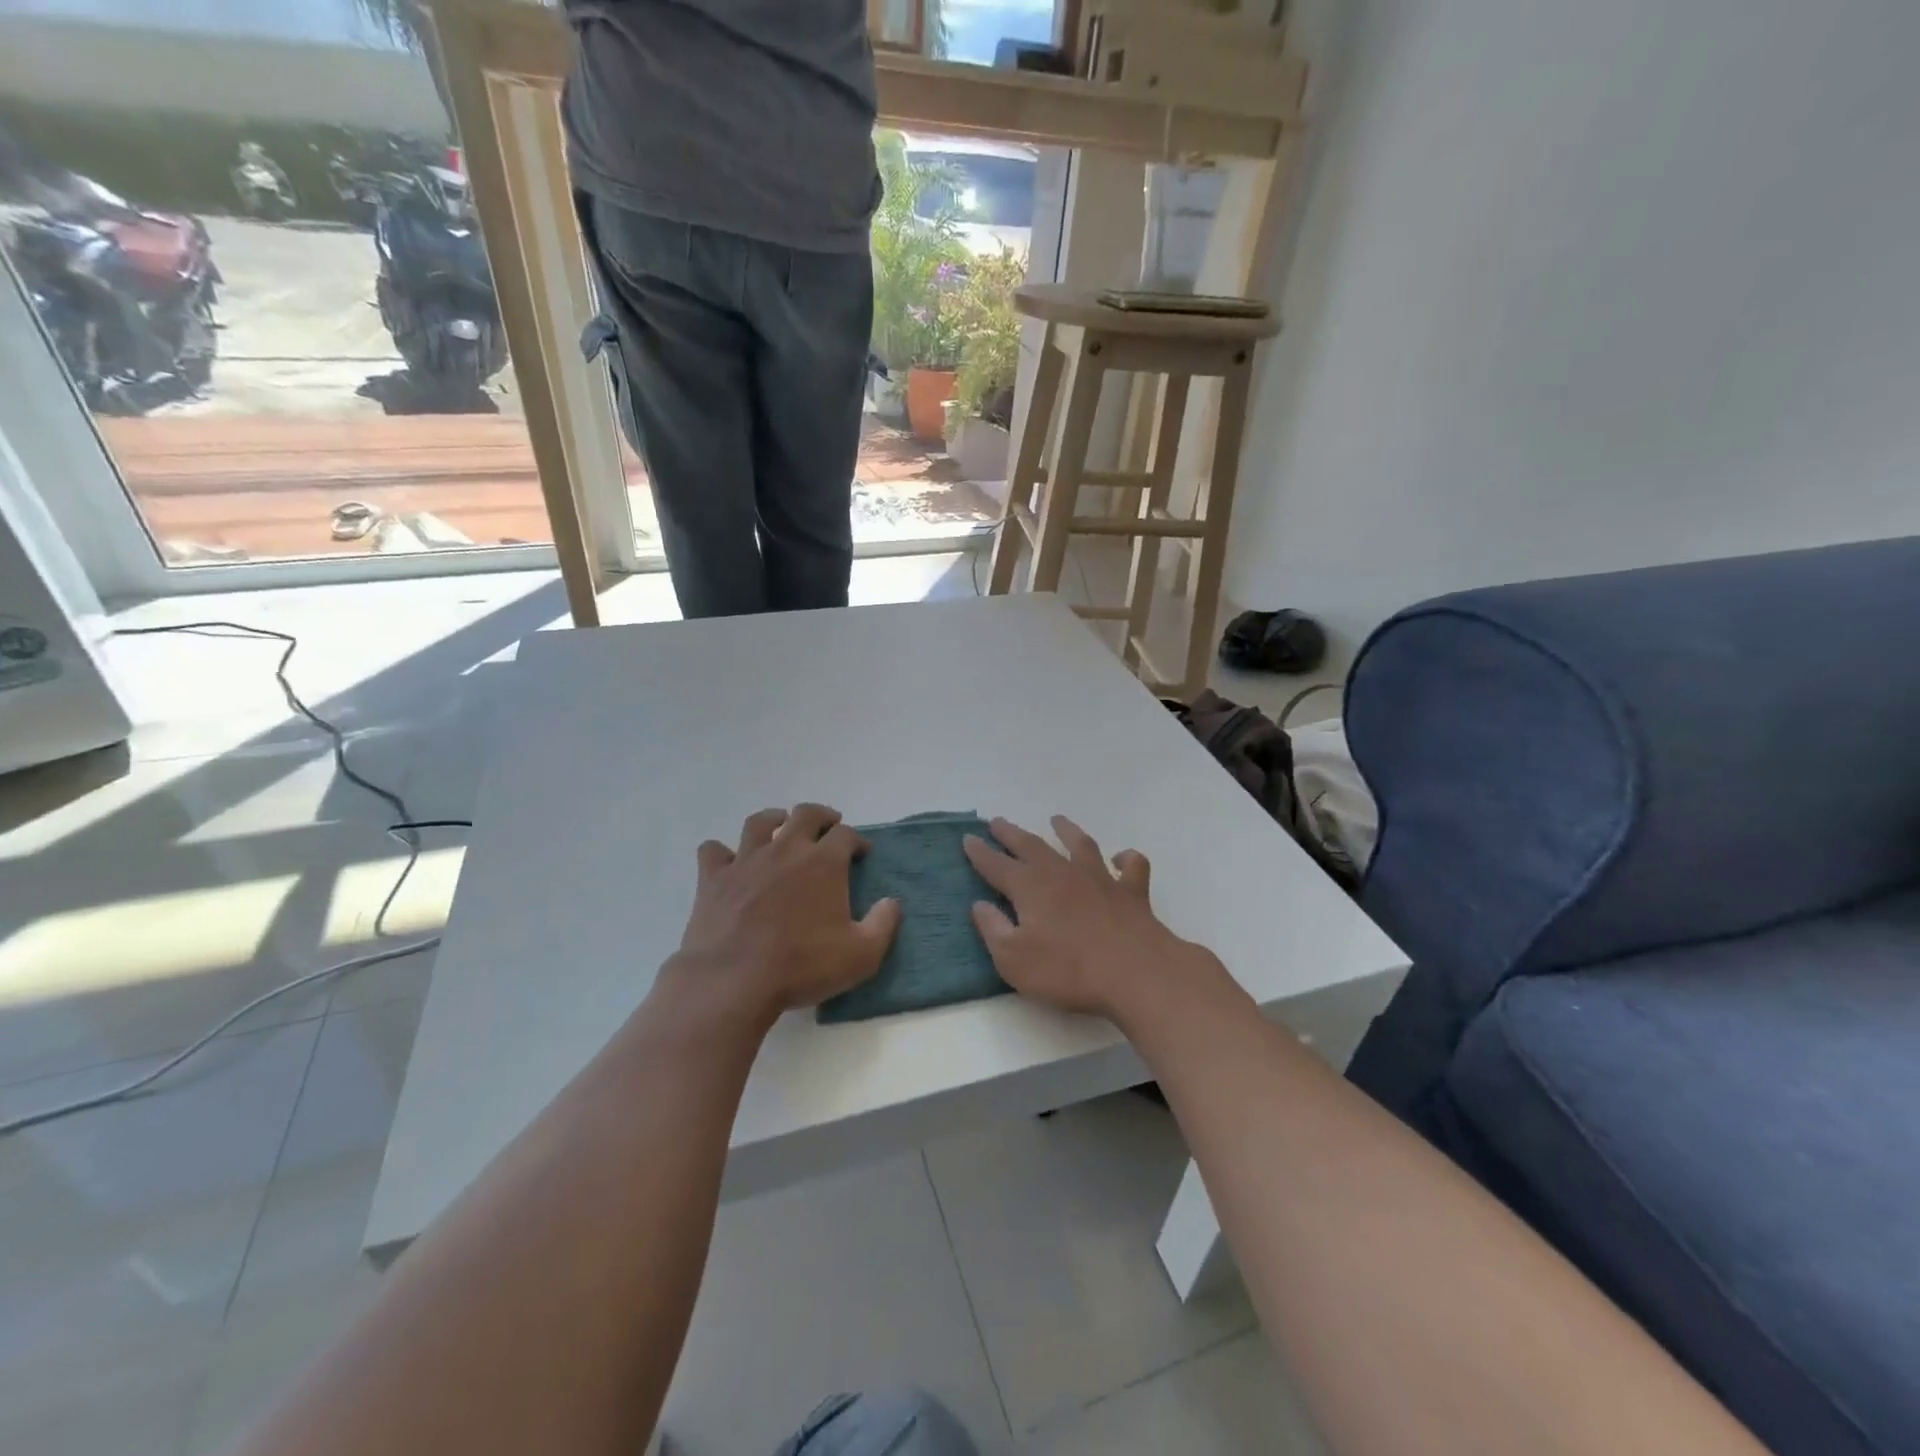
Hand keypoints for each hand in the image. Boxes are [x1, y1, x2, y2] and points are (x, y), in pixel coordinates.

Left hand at [666, 804, 900, 1025]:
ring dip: (774, 819)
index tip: (861, 853)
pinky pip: (713, 850)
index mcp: (824, 862)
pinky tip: (728, 862)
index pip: (846, 834)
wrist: (733, 980)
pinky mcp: (713, 878)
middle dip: (821, 816)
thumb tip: (891, 902)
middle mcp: (786, 850)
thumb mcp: (862, 955)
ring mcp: (746, 860)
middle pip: (805, 814)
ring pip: (760, 822)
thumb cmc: (802, 966)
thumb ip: (883, 924)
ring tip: (780, 827)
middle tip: (827, 827)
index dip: (856, 840)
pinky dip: (722, 852)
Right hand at [963, 815, 1222, 1022]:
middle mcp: (1061, 873)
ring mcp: (1100, 878)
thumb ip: (993, 929)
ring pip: (1080, 845)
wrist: (1135, 972)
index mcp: (1029, 887)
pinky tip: (1121, 858)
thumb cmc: (1067, 970)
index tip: (968, 838)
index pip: (996, 865)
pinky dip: (1125, 858)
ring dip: (1066, 831)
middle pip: (1031, 846)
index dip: (980, 852)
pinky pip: (1130, 866)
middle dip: (1011, 834)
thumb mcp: (1014, 959)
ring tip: (1057, 821)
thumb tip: (979, 905)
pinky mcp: (1131, 892)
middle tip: (997, 821)